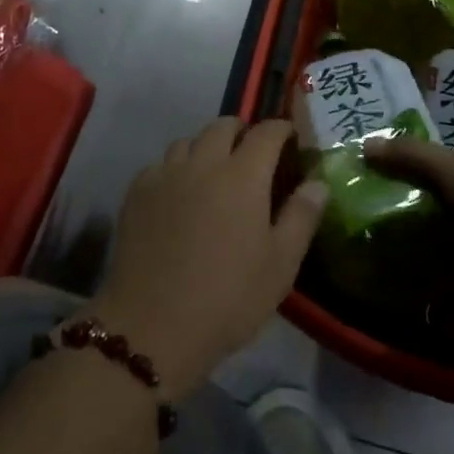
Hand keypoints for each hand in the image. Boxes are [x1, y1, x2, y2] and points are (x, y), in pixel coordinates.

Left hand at [88, 118, 325, 400]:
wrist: (152, 327)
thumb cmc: (227, 298)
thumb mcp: (280, 265)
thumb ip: (301, 216)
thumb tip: (317, 182)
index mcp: (243, 175)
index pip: (266, 132)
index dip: (281, 129)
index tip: (290, 139)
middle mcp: (203, 163)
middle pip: (223, 126)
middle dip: (242, 132)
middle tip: (252, 156)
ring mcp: (165, 175)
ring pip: (188, 141)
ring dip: (206, 148)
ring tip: (213, 174)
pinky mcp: (136, 193)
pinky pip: (160, 165)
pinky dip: (175, 169)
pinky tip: (178, 196)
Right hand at [365, 138, 453, 307]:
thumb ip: (412, 156)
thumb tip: (365, 144)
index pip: (436, 172)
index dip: (406, 174)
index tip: (368, 184)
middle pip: (438, 217)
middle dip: (407, 227)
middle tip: (364, 236)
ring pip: (446, 260)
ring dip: (420, 270)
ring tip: (380, 278)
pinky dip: (440, 308)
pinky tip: (413, 311)